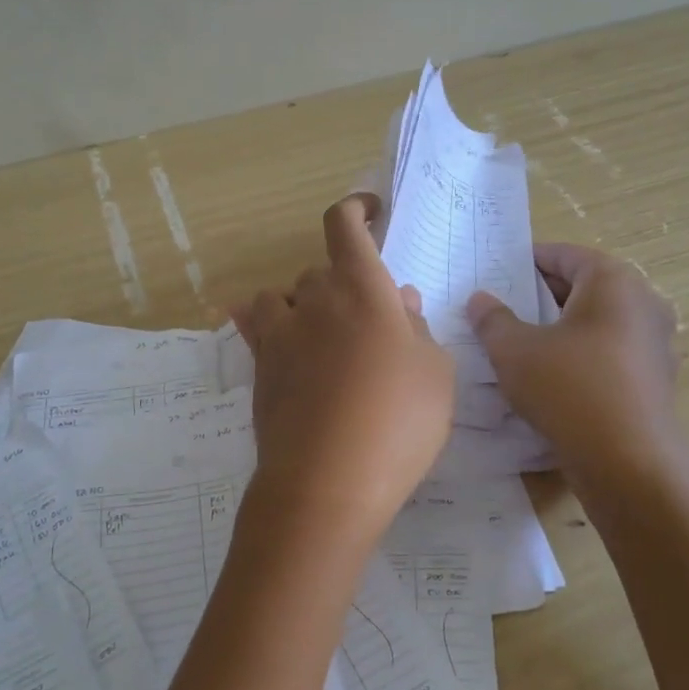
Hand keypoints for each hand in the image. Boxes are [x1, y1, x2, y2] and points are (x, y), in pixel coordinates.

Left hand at [230, 195, 454, 540]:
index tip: (371, 211)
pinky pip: (253, 326)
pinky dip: (261, 322)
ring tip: (325, 335)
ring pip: (285, 296)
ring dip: (303, 303)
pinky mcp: (260, 366)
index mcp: (363, 289)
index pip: (345, 226)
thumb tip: (400, 302)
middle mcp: (315, 300)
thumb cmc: (398, 423)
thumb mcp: (435, 375)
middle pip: (321, 271)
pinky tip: (271, 334)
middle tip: (370, 322)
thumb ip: (418, 330)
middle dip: (345, 285)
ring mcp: (281, 333)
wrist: (328, 482)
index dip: (356, 208)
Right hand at [467, 243, 684, 481]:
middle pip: (585, 286)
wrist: (628, 464)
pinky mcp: (656, 380)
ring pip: (599, 322)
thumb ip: (492, 319)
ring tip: (523, 343)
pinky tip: (553, 377)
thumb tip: (480, 299)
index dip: (528, 260)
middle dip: (543, 295)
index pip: (566, 255)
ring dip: (563, 327)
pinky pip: (611, 352)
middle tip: (504, 308)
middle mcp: (644, 303)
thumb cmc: (569, 390)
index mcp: (613, 282)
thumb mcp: (514, 351)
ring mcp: (656, 343)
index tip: (498, 272)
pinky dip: (582, 355)